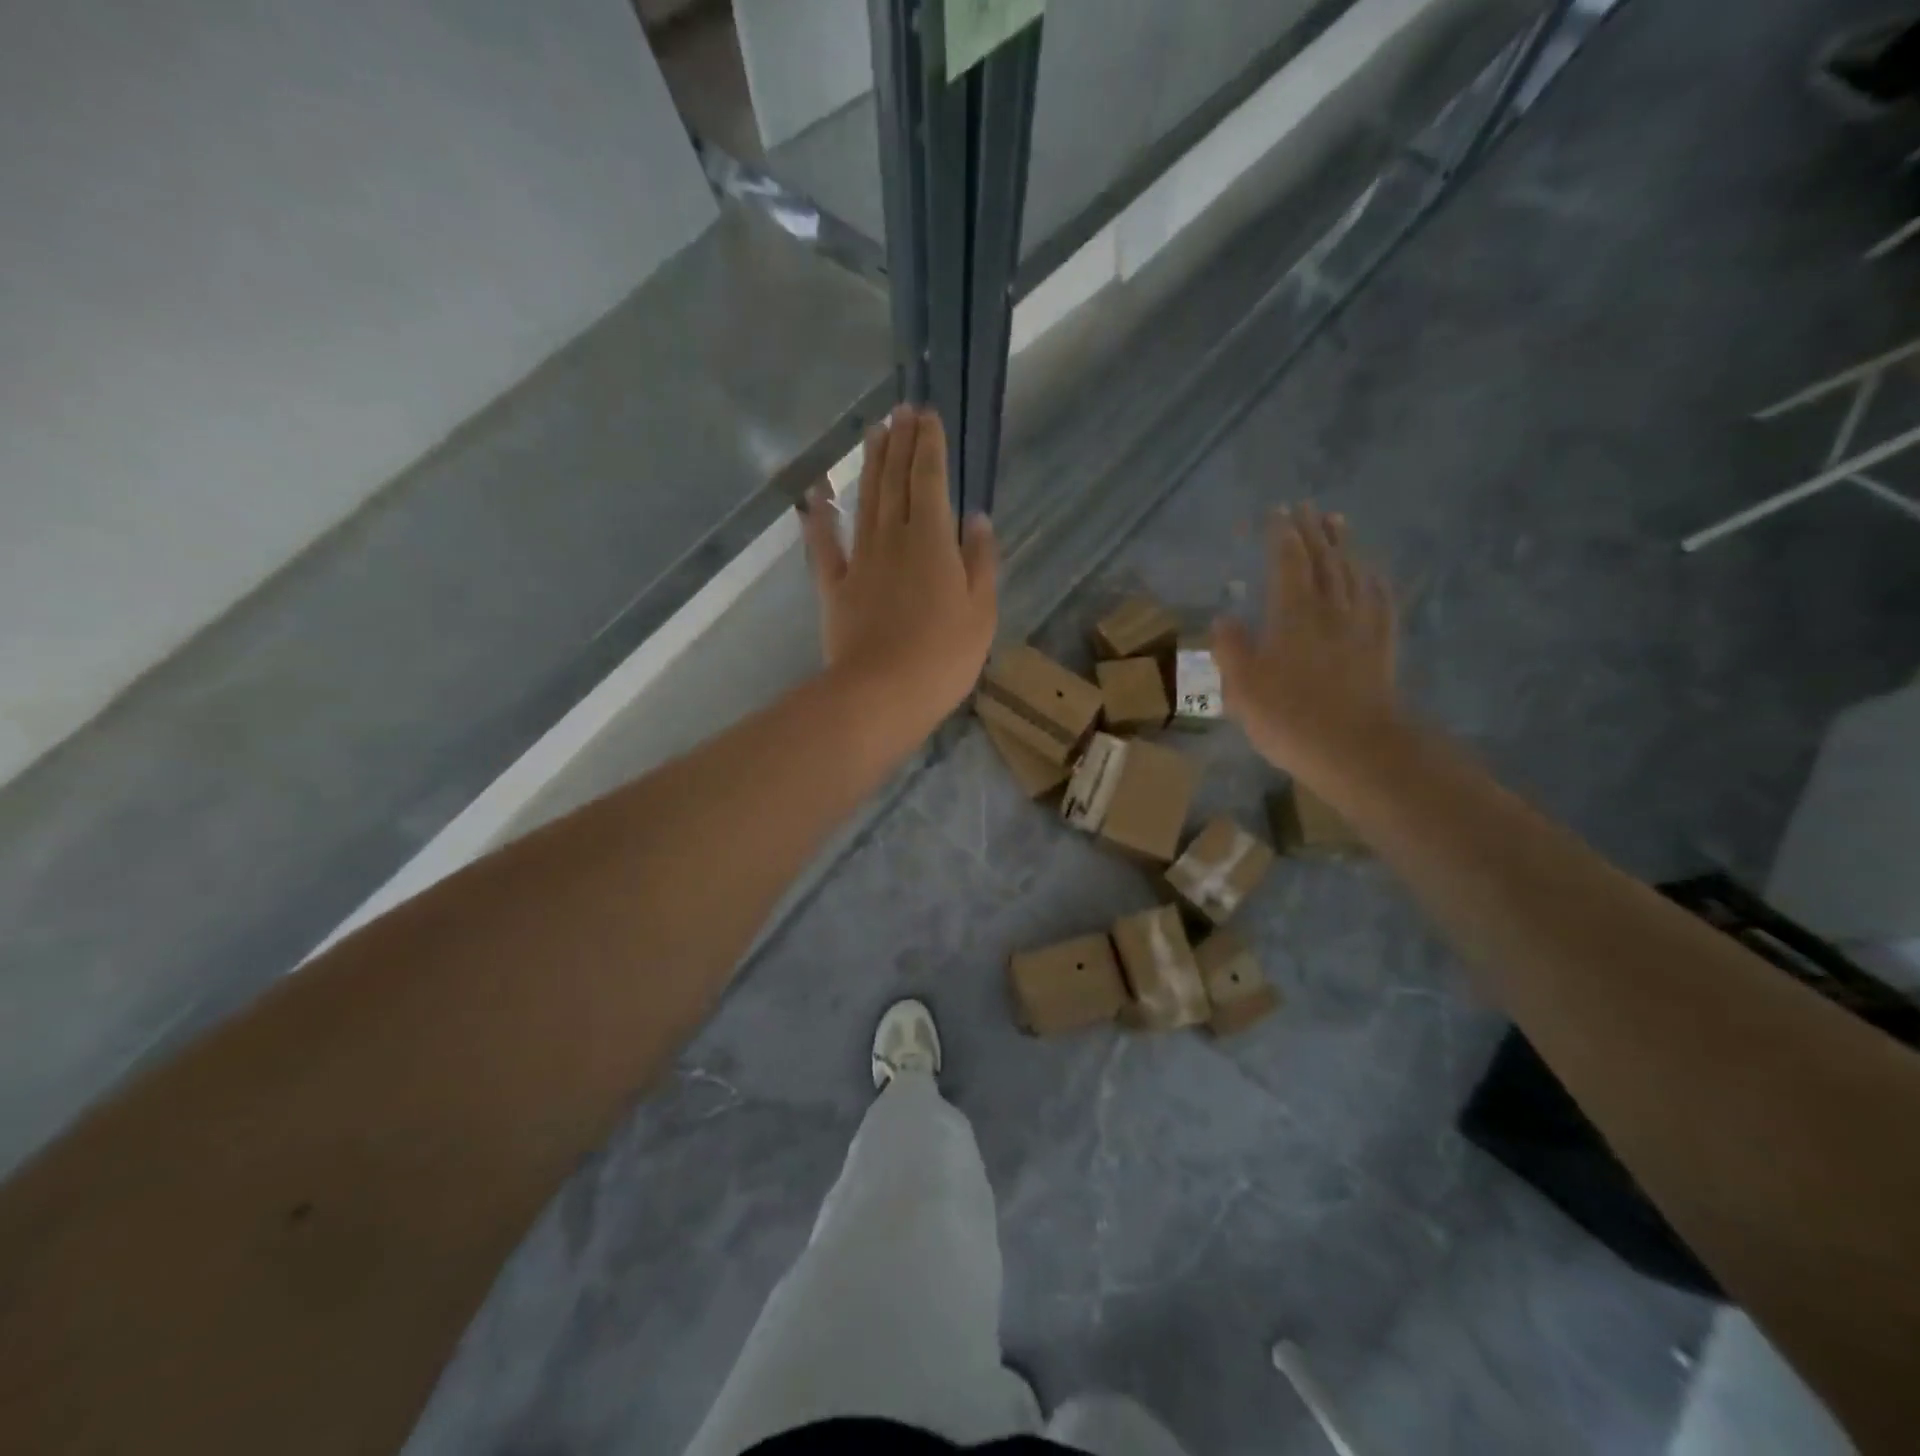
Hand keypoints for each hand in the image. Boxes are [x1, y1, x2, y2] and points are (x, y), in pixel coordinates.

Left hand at [800, 405, 997, 746]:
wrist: (881, 694)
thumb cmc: (943, 657)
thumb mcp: (981, 611)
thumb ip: (980, 561)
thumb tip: (977, 518)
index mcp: (933, 541)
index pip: (931, 479)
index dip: (929, 445)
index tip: (928, 415)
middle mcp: (894, 539)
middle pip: (895, 481)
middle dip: (900, 443)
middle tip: (900, 410)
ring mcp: (860, 561)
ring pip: (865, 502)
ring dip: (870, 465)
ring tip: (873, 434)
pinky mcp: (835, 587)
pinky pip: (825, 545)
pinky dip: (819, 517)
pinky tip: (816, 494)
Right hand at [1212, 504, 1399, 780]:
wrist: (1357, 748)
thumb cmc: (1289, 717)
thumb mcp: (1242, 687)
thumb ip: (1231, 648)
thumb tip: (1224, 618)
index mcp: (1293, 613)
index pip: (1286, 560)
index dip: (1280, 534)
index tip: (1275, 512)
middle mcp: (1330, 608)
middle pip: (1323, 558)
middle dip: (1312, 530)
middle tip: (1305, 506)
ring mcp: (1361, 625)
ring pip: (1353, 572)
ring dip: (1343, 545)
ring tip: (1337, 523)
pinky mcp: (1382, 645)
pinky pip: (1380, 600)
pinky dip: (1373, 579)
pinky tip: (1371, 574)